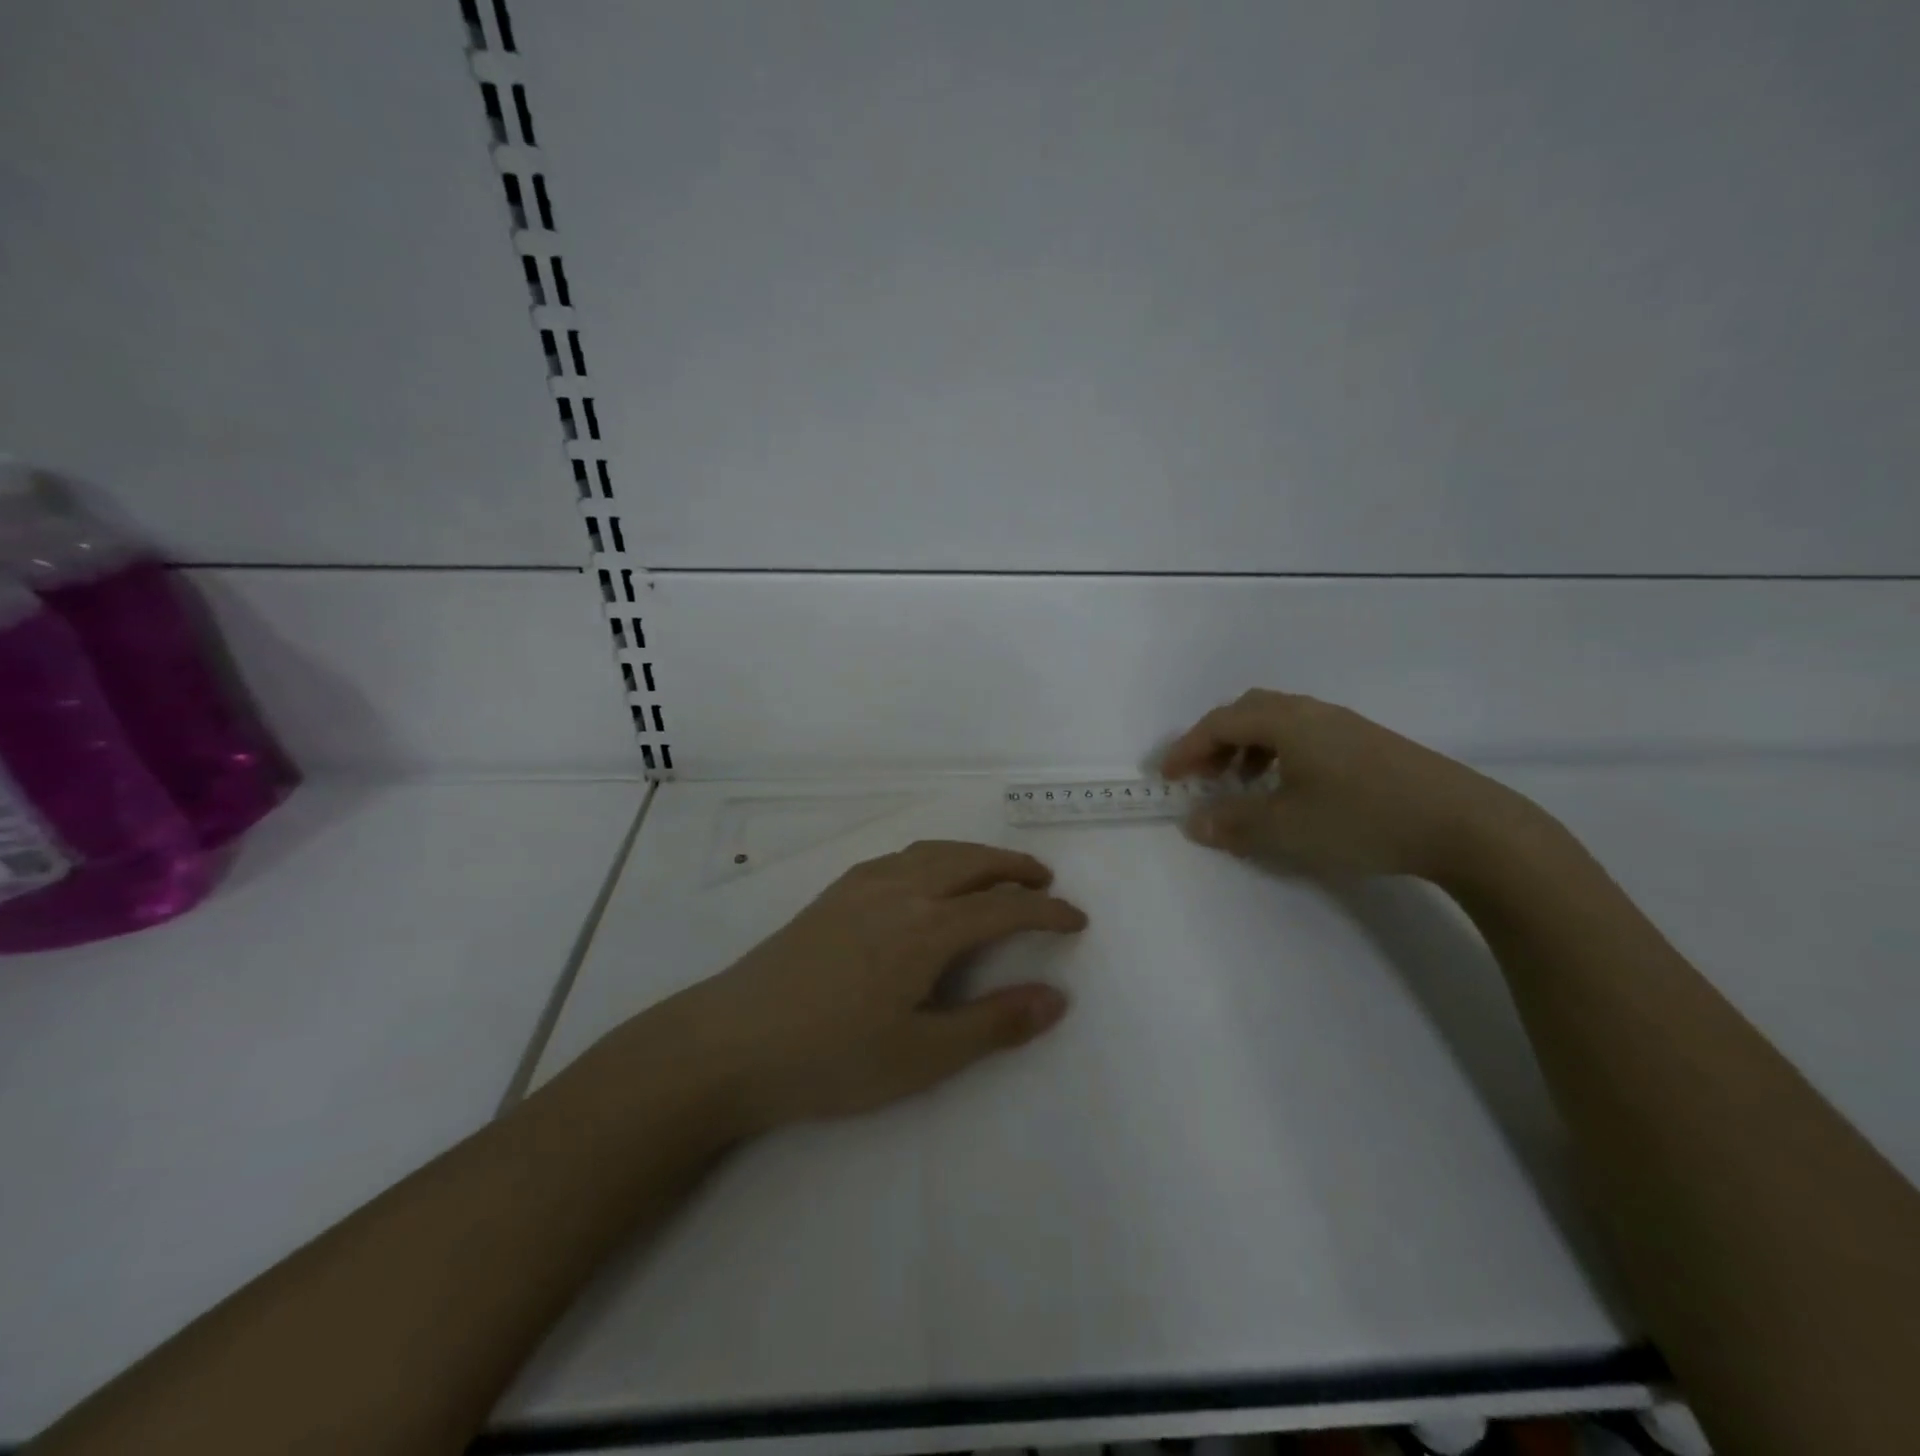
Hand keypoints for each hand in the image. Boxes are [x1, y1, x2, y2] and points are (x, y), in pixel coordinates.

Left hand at [662, 841, 1086, 1132]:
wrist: (731, 1042)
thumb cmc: (831, 1058)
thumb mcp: (922, 1056)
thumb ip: (993, 1024)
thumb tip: (1057, 998)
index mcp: (926, 928)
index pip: (1004, 908)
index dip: (1047, 912)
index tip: (1076, 919)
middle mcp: (899, 890)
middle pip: (971, 862)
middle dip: (1014, 868)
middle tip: (1045, 881)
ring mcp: (861, 885)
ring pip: (934, 852)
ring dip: (975, 857)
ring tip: (996, 874)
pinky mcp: (834, 892)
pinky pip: (902, 857)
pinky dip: (936, 857)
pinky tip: (929, 879)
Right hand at [1162, 690, 1552, 881]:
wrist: (1464, 824)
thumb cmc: (1360, 819)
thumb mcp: (1284, 827)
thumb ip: (1232, 823)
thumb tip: (1194, 822)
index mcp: (1285, 721)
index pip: (1219, 723)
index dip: (1187, 749)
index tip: (1166, 777)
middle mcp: (1311, 712)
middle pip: (1247, 712)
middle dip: (1215, 742)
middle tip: (1202, 776)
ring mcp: (1344, 725)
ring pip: (1278, 722)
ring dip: (1247, 748)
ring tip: (1243, 785)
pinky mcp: (1369, 744)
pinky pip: (1304, 736)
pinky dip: (1278, 754)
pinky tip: (1290, 789)